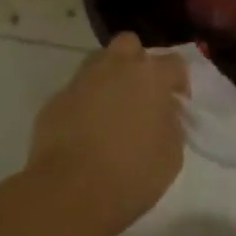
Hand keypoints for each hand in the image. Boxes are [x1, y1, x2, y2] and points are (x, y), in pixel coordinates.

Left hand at [26, 33, 187, 235]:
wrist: (71, 191)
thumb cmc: (133, 173)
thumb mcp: (172, 154)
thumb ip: (172, 123)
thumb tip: (164, 111)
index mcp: (150, 76)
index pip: (174, 63)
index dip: (179, 81)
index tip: (178, 103)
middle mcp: (115, 67)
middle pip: (129, 45)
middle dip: (137, 62)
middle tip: (141, 93)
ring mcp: (81, 81)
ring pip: (98, 62)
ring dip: (109, 78)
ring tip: (113, 110)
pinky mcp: (56, 100)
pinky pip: (77, 92)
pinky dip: (84, 103)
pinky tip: (86, 131)